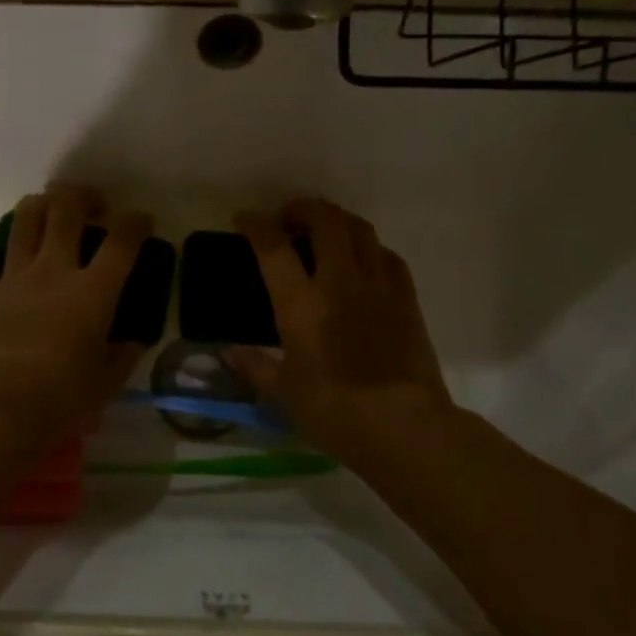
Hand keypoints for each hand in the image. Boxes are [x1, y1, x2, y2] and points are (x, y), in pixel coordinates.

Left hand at [0, 186, 152, 447]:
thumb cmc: (60, 399)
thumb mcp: (106, 383)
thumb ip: (122, 356)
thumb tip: (131, 341)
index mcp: (92, 291)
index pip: (122, 241)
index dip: (136, 223)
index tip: (142, 222)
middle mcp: (53, 271)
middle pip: (65, 210)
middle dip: (83, 196)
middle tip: (93, 205)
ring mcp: (13, 278)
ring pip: (23, 220)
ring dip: (39, 205)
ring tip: (49, 210)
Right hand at [229, 198, 454, 462]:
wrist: (404, 426)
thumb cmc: (334, 412)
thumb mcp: (284, 392)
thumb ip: (255, 366)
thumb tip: (229, 352)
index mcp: (301, 304)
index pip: (273, 247)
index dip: (255, 225)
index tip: (244, 219)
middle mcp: (339, 282)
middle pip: (325, 221)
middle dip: (303, 208)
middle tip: (288, 218)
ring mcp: (378, 286)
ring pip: (360, 229)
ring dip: (337, 220)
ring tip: (324, 231)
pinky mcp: (406, 298)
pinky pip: (387, 256)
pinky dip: (368, 248)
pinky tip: (362, 261)